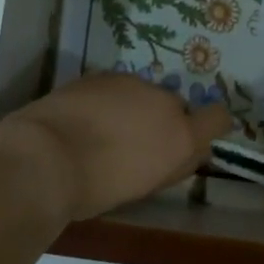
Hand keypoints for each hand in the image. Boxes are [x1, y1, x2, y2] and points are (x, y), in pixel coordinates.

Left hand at [0, 73, 232, 222]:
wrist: (44, 158)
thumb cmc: (96, 188)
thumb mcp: (145, 185)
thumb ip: (172, 163)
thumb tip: (185, 151)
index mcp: (182, 136)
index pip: (219, 118)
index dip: (210, 125)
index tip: (193, 138)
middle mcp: (165, 102)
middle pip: (176, 106)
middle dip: (162, 120)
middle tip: (135, 144)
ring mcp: (132, 83)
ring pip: (144, 93)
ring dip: (133, 107)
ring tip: (103, 131)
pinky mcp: (101, 74)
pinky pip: (116, 87)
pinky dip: (107, 99)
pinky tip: (84, 117)